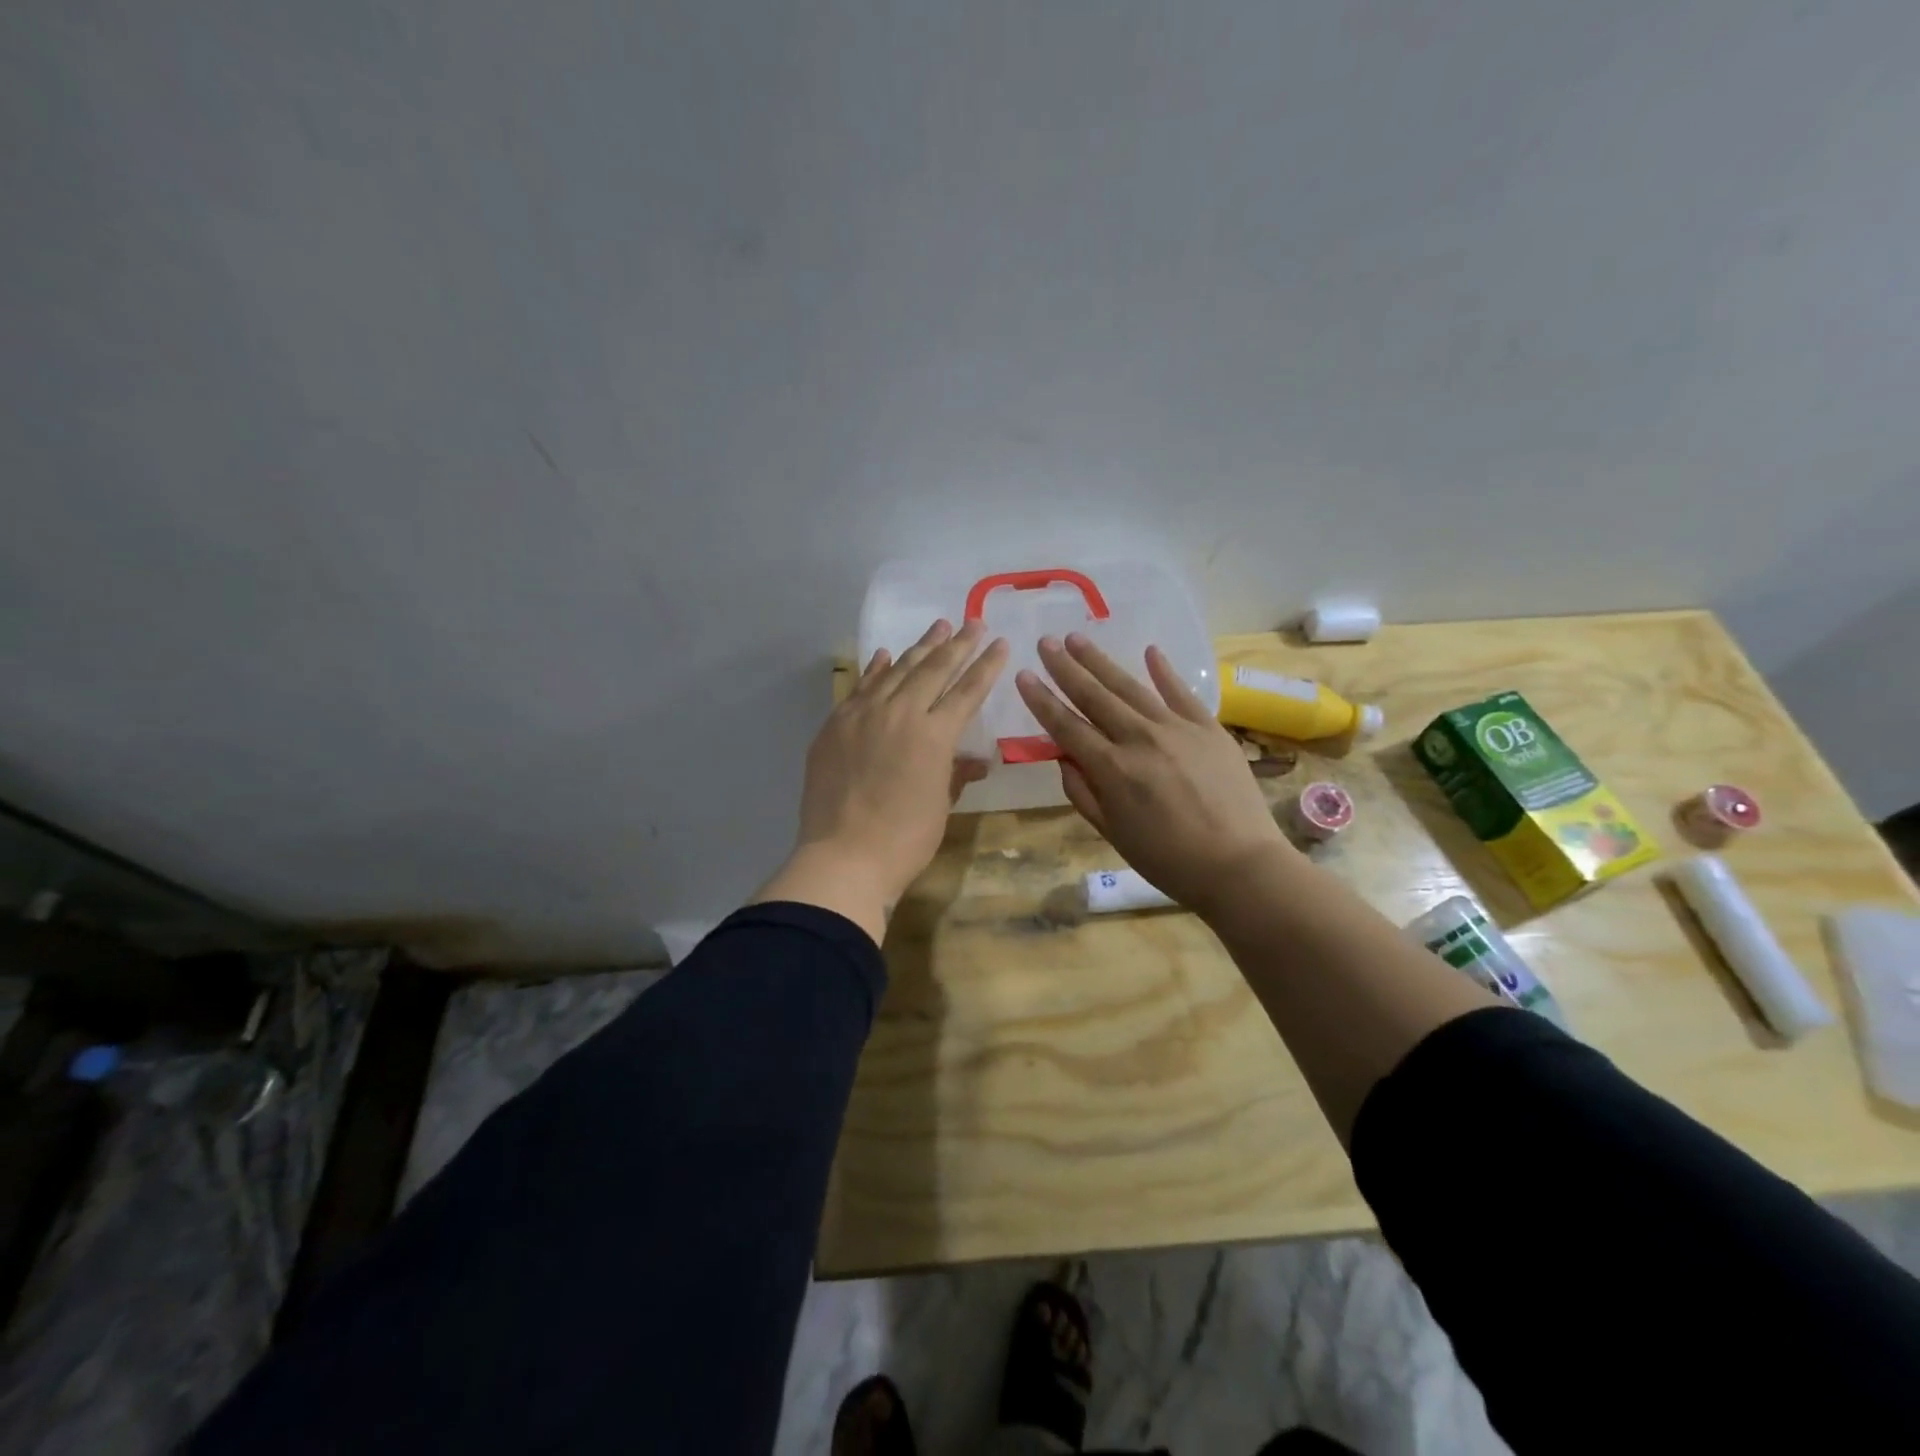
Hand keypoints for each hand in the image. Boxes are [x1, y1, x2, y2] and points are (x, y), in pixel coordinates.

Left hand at [755, 618, 1007, 941]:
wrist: (843, 857)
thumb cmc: (904, 840)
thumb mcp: (941, 806)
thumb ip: (954, 774)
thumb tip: (972, 760)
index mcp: (934, 735)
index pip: (967, 691)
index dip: (986, 666)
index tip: (999, 643)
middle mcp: (900, 713)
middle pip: (934, 670)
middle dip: (957, 645)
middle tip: (972, 623)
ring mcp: (862, 715)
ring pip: (896, 671)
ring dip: (919, 648)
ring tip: (938, 627)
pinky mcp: (835, 725)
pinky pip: (860, 687)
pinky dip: (875, 669)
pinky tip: (885, 655)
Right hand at [1015, 633, 1295, 919]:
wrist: (1239, 864)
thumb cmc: (1168, 860)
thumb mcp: (1112, 833)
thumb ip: (1083, 792)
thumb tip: (1063, 757)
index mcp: (1111, 769)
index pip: (1066, 726)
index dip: (1041, 700)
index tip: (1023, 675)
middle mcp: (1139, 738)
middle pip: (1094, 696)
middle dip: (1066, 668)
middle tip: (1046, 642)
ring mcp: (1176, 728)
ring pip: (1130, 687)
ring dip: (1101, 661)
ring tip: (1078, 639)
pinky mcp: (1208, 727)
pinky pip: (1182, 692)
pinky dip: (1164, 671)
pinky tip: (1150, 650)